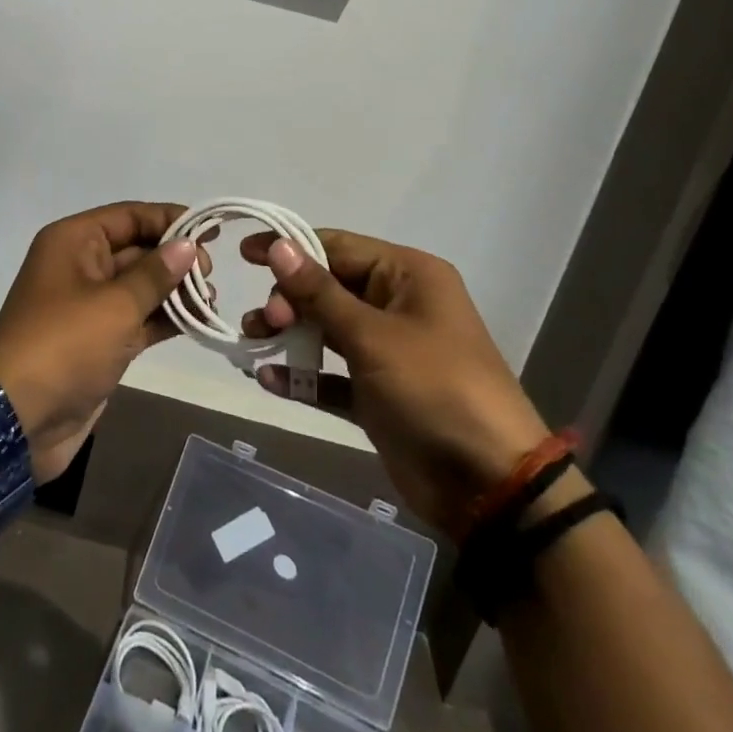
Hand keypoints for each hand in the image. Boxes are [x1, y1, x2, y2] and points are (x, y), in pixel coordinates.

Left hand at [0, 201, 207, 481]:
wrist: (18, 419)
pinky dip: (164, 317)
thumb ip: (155, 273)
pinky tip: (197, 320)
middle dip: (175, 258)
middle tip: (210, 275)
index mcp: (75, 241)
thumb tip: (188, 245)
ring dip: (174, 290)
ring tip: (211, 299)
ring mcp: (90, 305)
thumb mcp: (115, 304)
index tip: (210, 230)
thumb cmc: (65, 345)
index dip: (170, 219)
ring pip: (140, 286)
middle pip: (137, 249)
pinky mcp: (99, 340)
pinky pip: (138, 317)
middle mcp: (81, 265)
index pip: (129, 216)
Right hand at [241, 230, 549, 533]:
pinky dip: (303, 376)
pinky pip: (331, 375)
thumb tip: (279, 247)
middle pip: (328, 287)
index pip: (337, 247)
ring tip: (252, 341)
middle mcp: (397, 304)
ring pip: (326, 329)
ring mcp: (387, 351)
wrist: (488, 485)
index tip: (244, 254)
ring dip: (289, 334)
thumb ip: (319, 292)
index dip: (290, 247)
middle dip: (289, 298)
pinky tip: (268, 379)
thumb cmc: (434, 388)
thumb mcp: (372, 335)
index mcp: (407, 275)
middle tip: (263, 320)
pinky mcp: (377, 393)